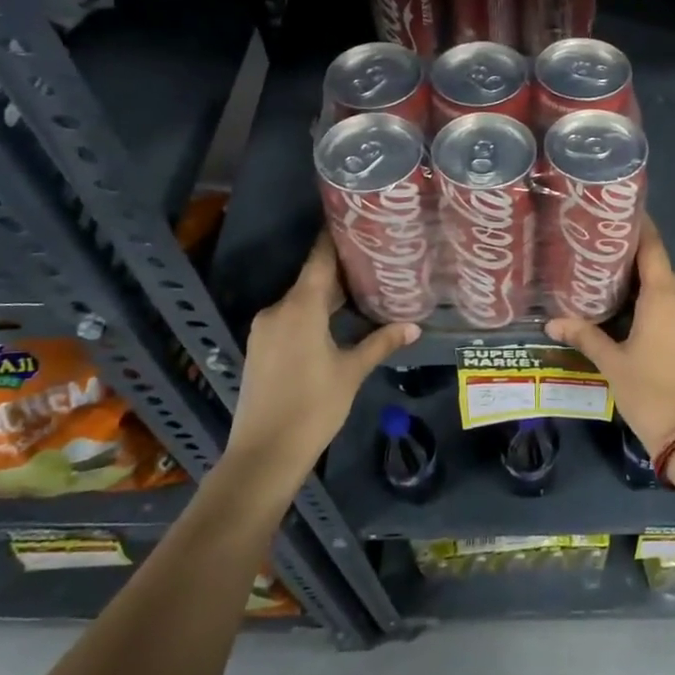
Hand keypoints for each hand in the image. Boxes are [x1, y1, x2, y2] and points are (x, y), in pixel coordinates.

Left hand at [218, 234, 417, 491]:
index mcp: (300, 307)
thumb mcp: (352, 372)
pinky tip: (335, 322)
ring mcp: (265, 329)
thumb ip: (381, 342)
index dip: (336, 238)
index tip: (356, 220)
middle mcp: (278, 309)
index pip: (320, 259)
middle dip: (341, 271)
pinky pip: (290, 318)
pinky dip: (313, 314)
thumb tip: (414, 326)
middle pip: (312, 279)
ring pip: (301, 301)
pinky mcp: (260, 348)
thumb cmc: (313, 407)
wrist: (264, 454)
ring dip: (328, 296)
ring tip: (363, 289)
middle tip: (375, 259)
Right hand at [546, 216, 674, 451]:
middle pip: (664, 265)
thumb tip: (551, 322)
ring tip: (620, 281)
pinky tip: (639, 311)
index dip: (641, 227)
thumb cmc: (649, 392)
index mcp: (664, 297)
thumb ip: (584, 335)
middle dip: (640, 256)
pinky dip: (662, 298)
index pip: (654, 248)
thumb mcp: (611, 362)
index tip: (621, 213)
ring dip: (653, 279)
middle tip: (608, 253)